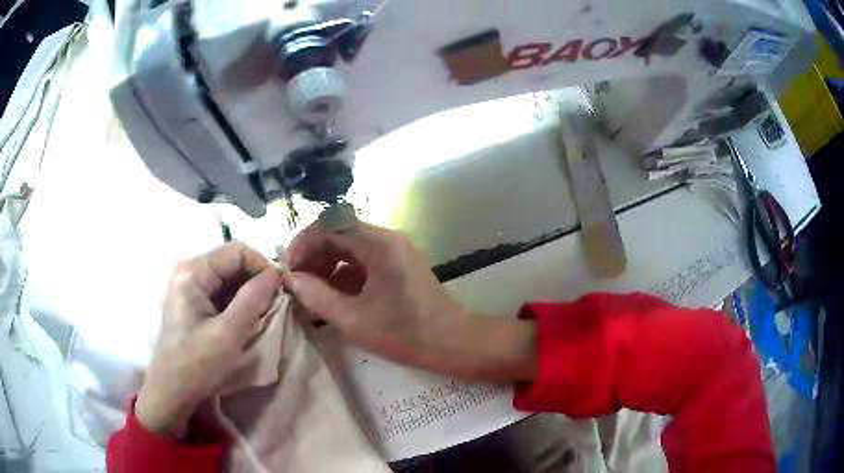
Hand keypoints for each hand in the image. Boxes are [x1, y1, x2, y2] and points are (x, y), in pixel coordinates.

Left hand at [135, 243, 279, 437]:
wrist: (173, 389)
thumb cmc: (197, 363)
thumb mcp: (229, 334)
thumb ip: (253, 299)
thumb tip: (276, 274)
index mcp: (193, 271)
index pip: (237, 251)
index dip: (262, 266)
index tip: (280, 291)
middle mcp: (190, 270)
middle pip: (233, 261)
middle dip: (257, 280)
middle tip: (274, 305)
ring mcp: (191, 285)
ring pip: (230, 277)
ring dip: (250, 292)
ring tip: (263, 314)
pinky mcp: (194, 300)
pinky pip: (223, 291)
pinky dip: (240, 301)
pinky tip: (247, 318)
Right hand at [284, 221, 536, 380]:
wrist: (452, 343)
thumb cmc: (405, 333)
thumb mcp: (353, 319)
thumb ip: (317, 296)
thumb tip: (291, 279)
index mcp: (379, 244)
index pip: (330, 223)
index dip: (304, 242)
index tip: (289, 267)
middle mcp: (387, 238)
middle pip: (339, 231)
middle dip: (313, 254)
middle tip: (297, 280)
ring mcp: (394, 250)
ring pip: (349, 246)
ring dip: (327, 263)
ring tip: (310, 290)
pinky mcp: (397, 264)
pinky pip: (363, 259)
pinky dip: (343, 272)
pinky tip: (333, 295)